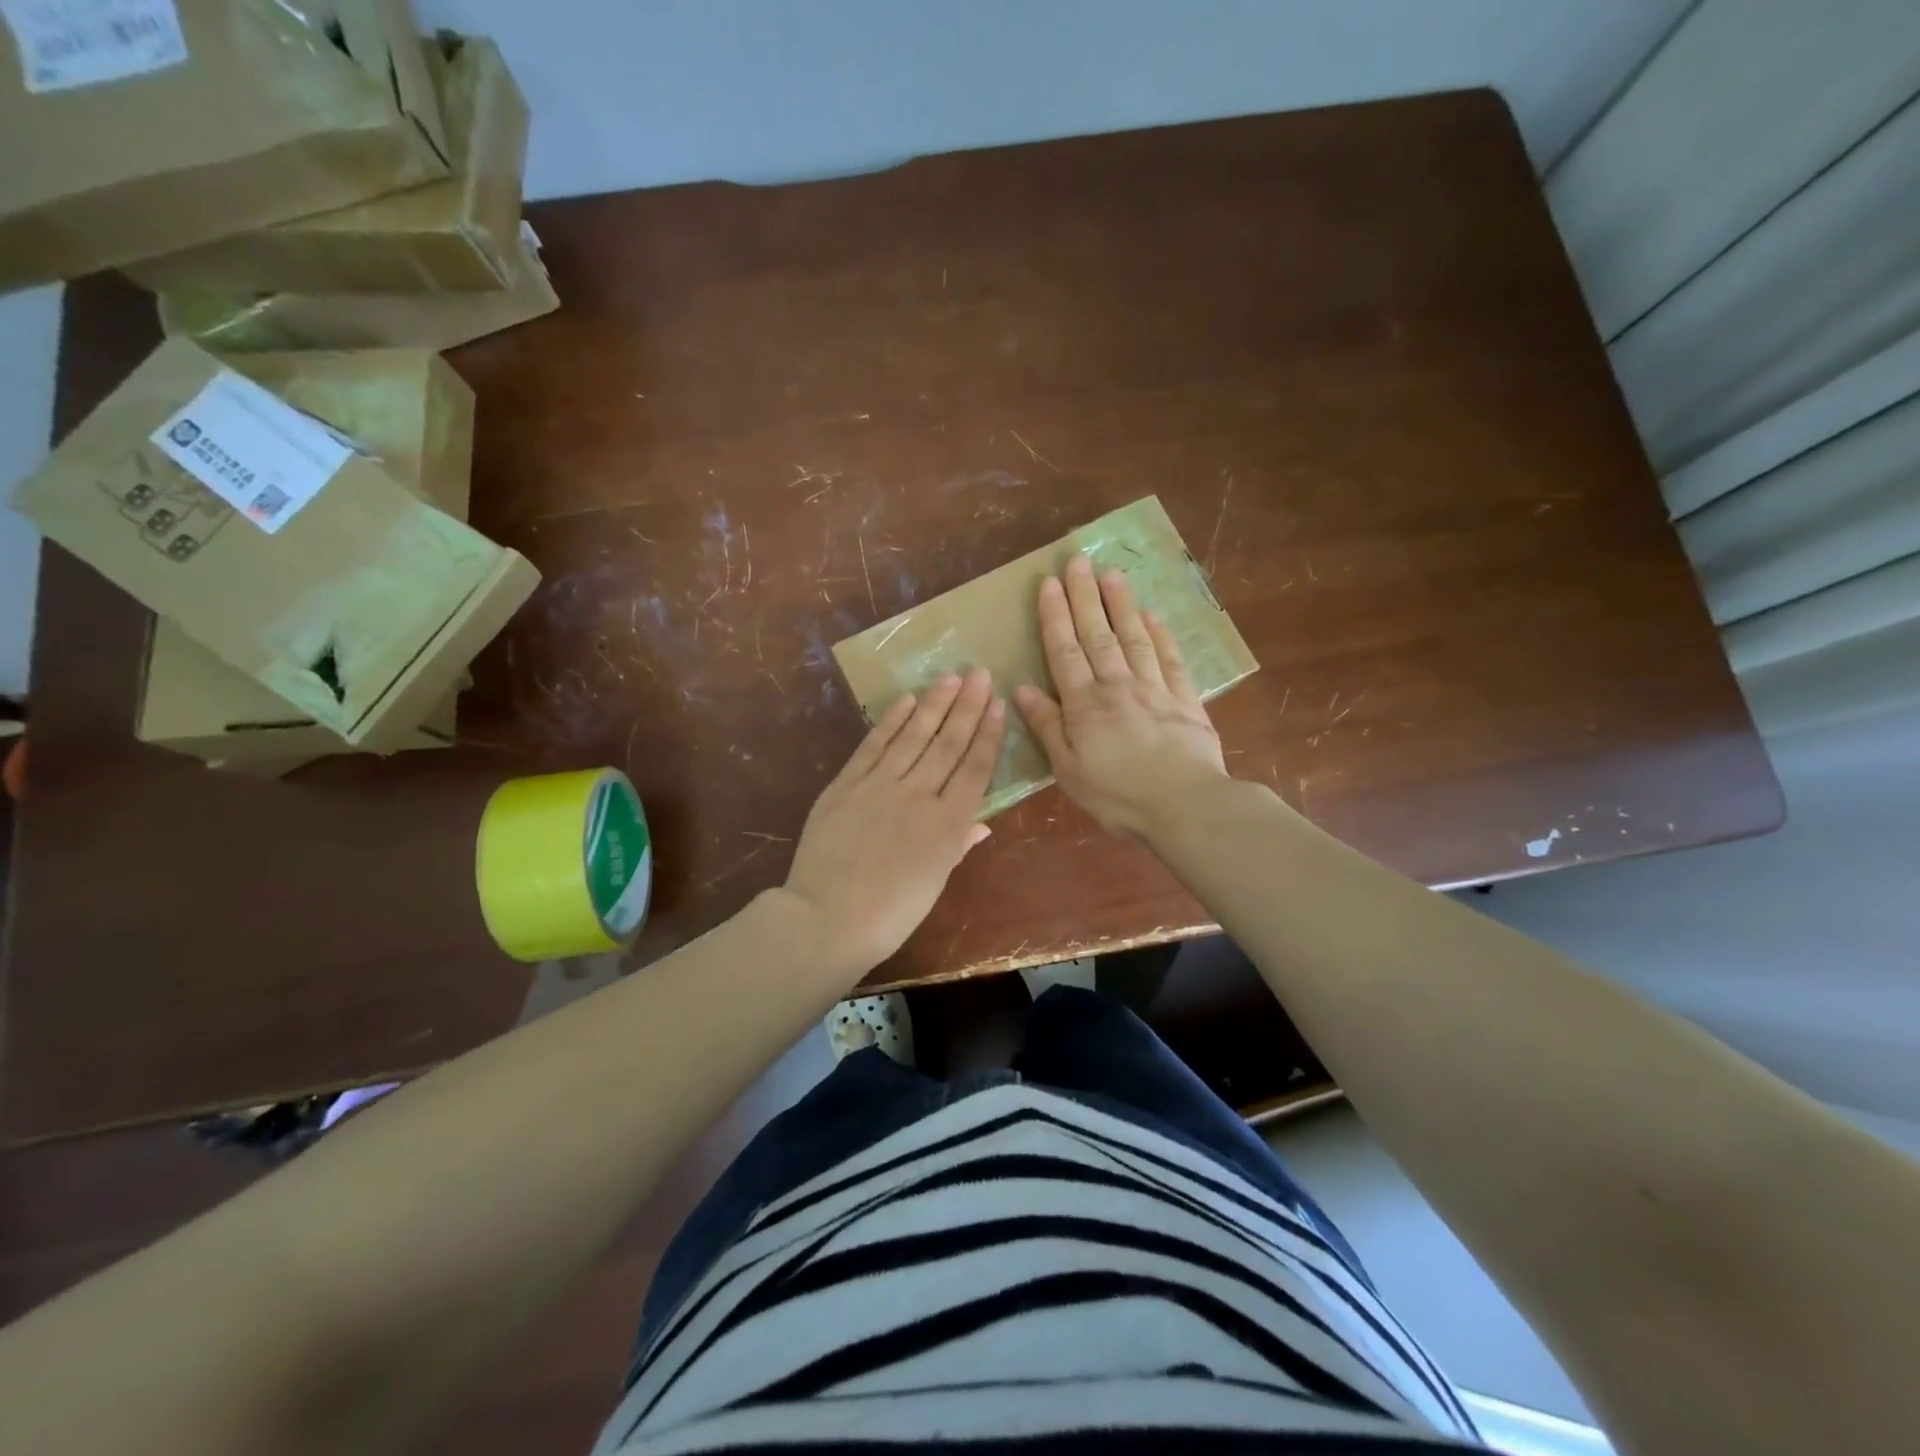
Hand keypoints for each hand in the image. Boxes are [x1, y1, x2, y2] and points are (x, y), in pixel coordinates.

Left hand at [783, 668, 1005, 975]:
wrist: (827, 918)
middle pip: (948, 743)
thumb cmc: (890, 913)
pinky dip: (891, 721)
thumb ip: (958, 845)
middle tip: (980, 673)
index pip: (974, 768)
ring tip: (950, 676)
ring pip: (914, 736)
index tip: (997, 703)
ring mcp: (880, 785)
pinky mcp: (847, 783)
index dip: (987, 733)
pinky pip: (873, 744)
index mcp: (947, 824)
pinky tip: (906, 700)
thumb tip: (983, 823)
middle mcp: (918, 795)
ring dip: (934, 703)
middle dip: (966, 705)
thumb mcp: (934, 883)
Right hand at [1013, 553, 1227, 838]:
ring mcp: (1154, 689)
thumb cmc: (1117, 795)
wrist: (1184, 806)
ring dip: (1121, 604)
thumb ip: (1047, 726)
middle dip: (1085, 595)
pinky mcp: (1185, 700)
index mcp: (1084, 704)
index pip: (1064, 650)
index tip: (1049, 582)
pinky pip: (1170, 659)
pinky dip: (1161, 635)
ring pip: (1134, 637)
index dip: (1055, 615)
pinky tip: (1153, 616)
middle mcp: (1117, 686)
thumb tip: (1022, 688)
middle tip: (1078, 560)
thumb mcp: (1068, 769)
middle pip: (1098, 634)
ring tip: (1112, 574)